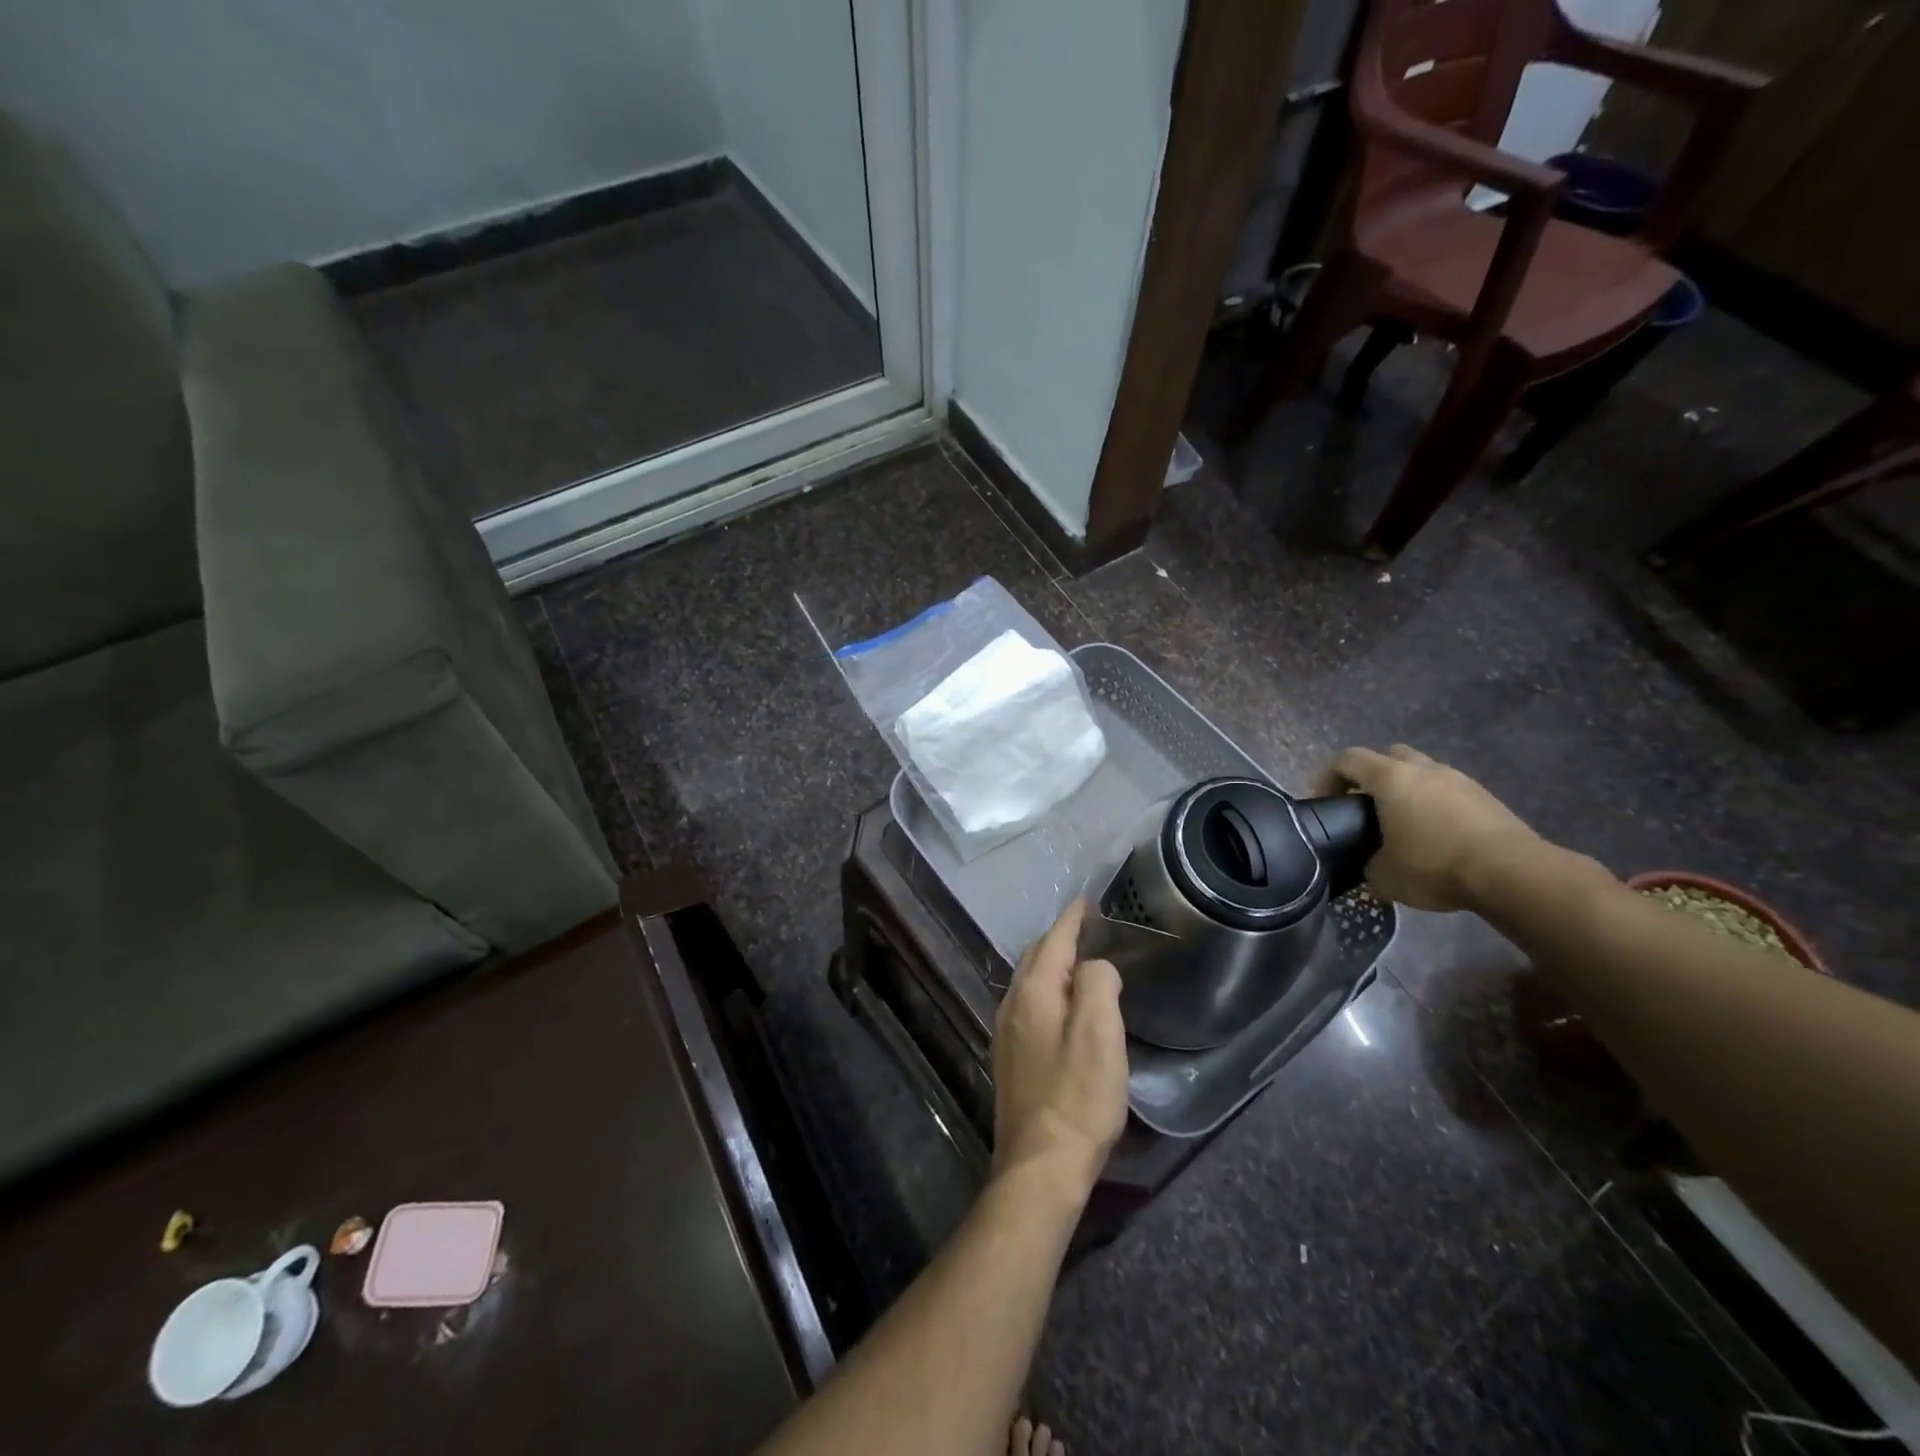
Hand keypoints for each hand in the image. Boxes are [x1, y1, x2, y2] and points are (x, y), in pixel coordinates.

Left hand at [992, 900, 1127, 1193]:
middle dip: (1059, 938)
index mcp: (1034, 992)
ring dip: (1053, 965)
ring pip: (1030, 982)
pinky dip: (1049, 991)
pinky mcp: (1011, 1058)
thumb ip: (1098, 984)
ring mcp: (1007, 1033)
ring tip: (1080, 962)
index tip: (1087, 902)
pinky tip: (1064, 1006)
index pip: (1053, 940)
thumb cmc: (1077, 1097)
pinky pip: (1030, 1005)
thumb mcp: (1100, 1033)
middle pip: (1036, 957)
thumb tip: (1095, 967)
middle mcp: (1013, 1005)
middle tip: (1087, 929)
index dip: (1072, 919)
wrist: (1040, 1166)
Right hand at [1313, 745, 1540, 911]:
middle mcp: (1423, 769)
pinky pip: (1448, 791)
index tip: (1322, 800)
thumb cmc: (1435, 865)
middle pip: (1388, 755)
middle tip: (1364, 805)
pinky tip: (1435, 835)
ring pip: (1422, 771)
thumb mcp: (1384, 876)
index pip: (1347, 759)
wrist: (1512, 873)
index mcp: (1391, 778)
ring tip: (1402, 822)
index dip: (1327, 775)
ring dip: (1407, 788)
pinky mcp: (1485, 798)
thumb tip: (1369, 865)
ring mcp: (1459, 780)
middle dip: (1371, 775)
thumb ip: (1367, 864)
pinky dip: (1434, 804)